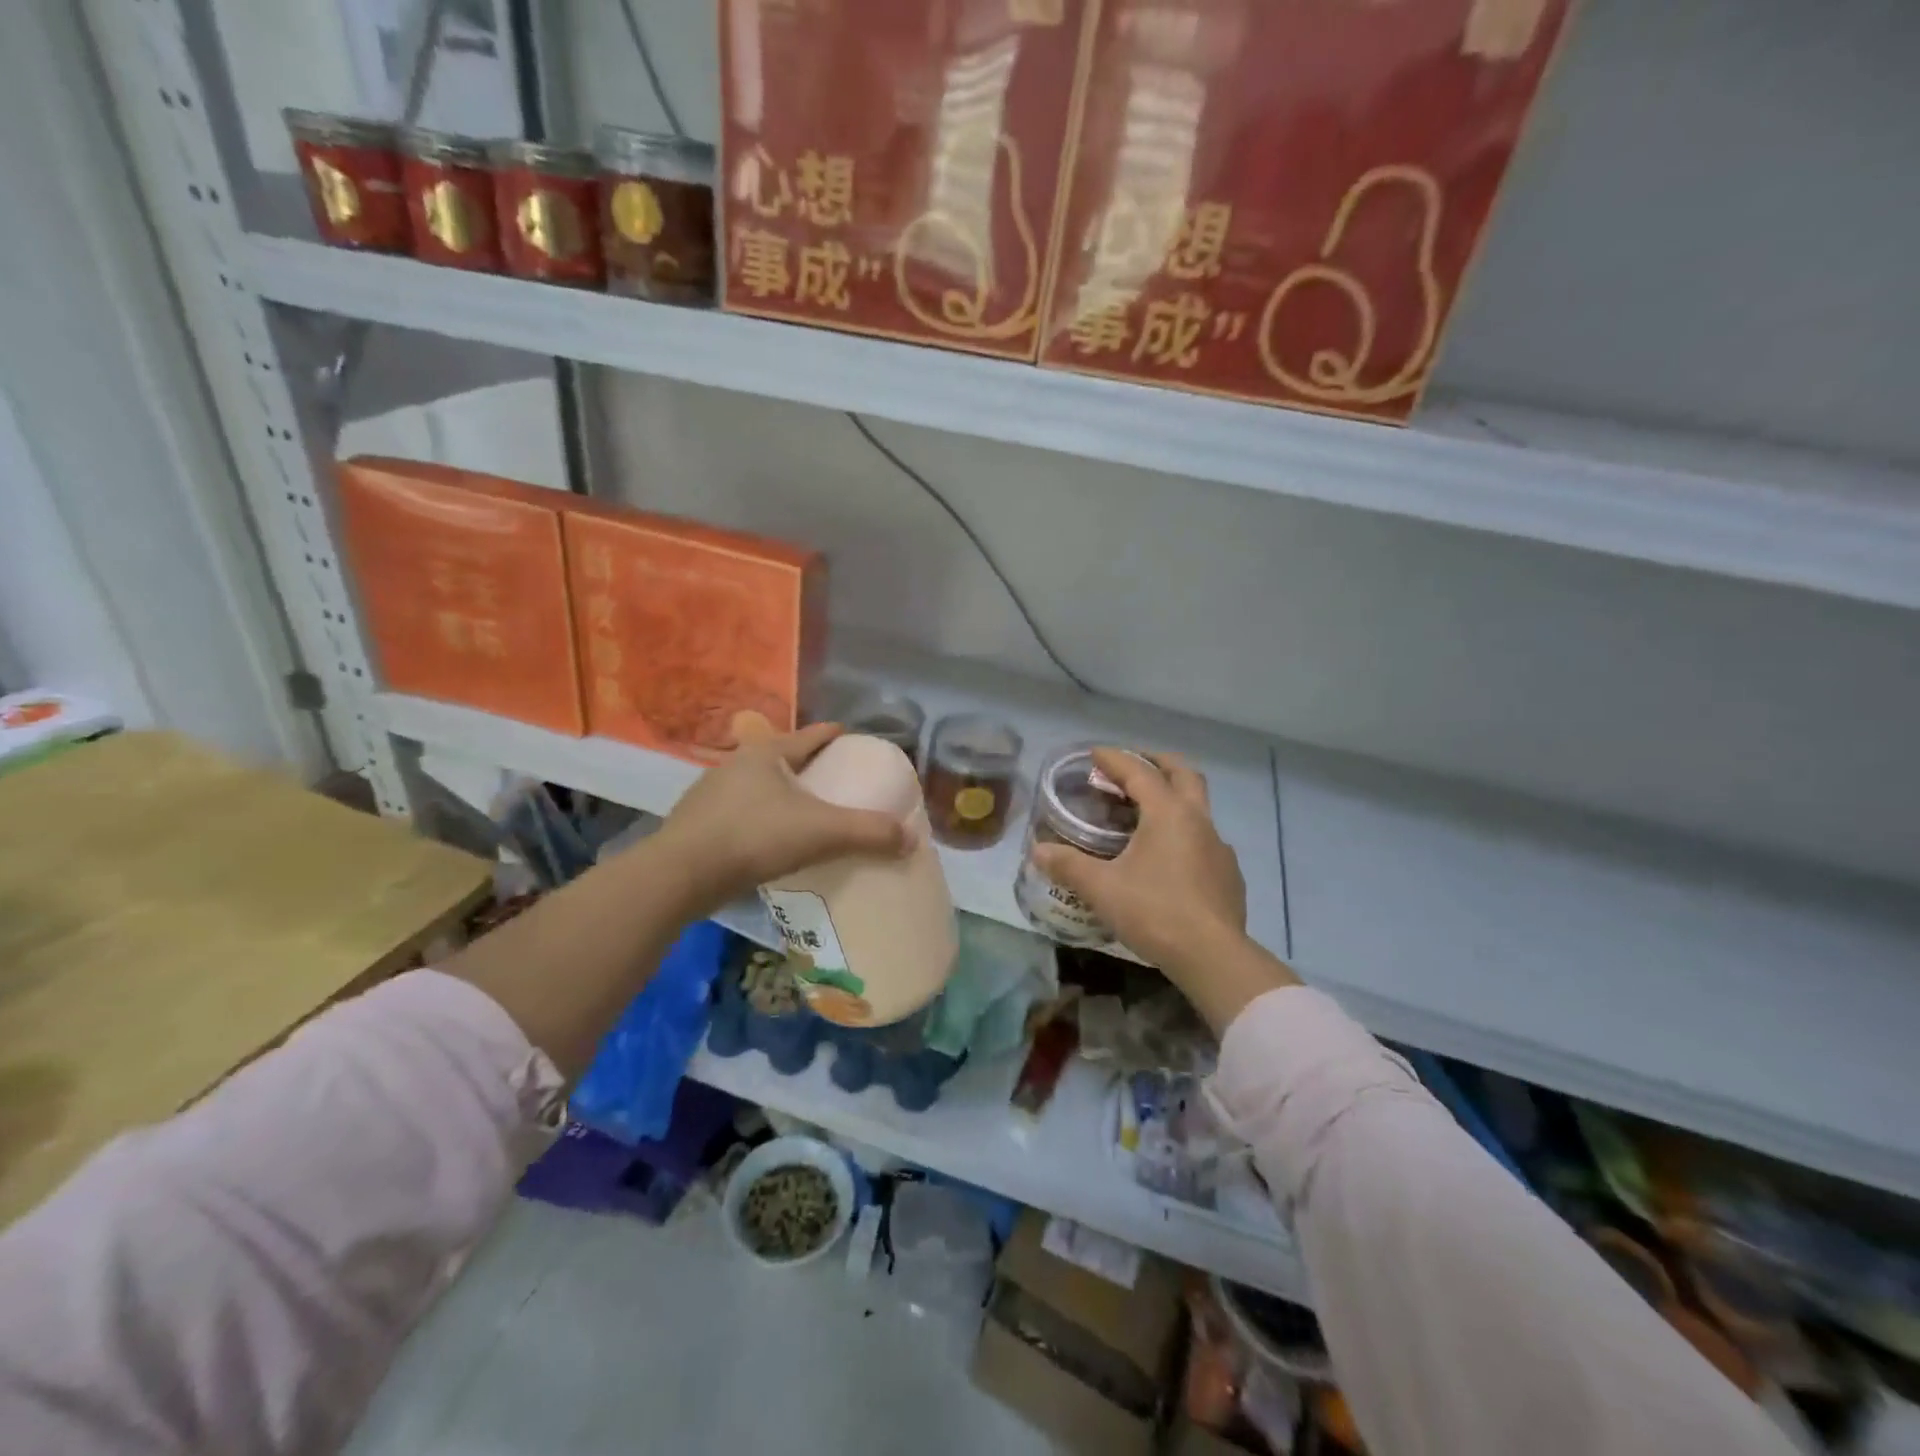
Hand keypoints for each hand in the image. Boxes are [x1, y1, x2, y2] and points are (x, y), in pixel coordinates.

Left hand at [656, 722, 907, 915]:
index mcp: (766, 753)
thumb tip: (911, 838)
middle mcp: (737, 764)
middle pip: (784, 758)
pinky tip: (772, 841)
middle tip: (837, 782)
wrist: (679, 875)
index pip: (810, 735)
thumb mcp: (821, 832)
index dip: (835, 735)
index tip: (853, 739)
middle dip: (810, 767)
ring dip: (783, 795)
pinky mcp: (699, 824)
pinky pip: (742, 813)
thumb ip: (868, 832)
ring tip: (807, 813)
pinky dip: (763, 820)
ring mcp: (712, 793)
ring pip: (760, 787)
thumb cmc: (753, 837)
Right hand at [1030, 748, 1248, 978]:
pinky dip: (1184, 834)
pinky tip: (1168, 859)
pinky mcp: (1228, 875)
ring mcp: (1219, 848)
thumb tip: (1038, 851)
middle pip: (1183, 774)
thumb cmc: (1154, 912)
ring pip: (1198, 807)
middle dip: (1157, 763)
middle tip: (1132, 766)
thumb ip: (1068, 866)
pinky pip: (1204, 840)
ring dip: (1173, 798)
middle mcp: (1198, 821)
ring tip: (1146, 815)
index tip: (1094, 754)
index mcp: (1168, 814)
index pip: (1139, 772)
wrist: (1212, 957)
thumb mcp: (1102, 888)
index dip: (1115, 760)